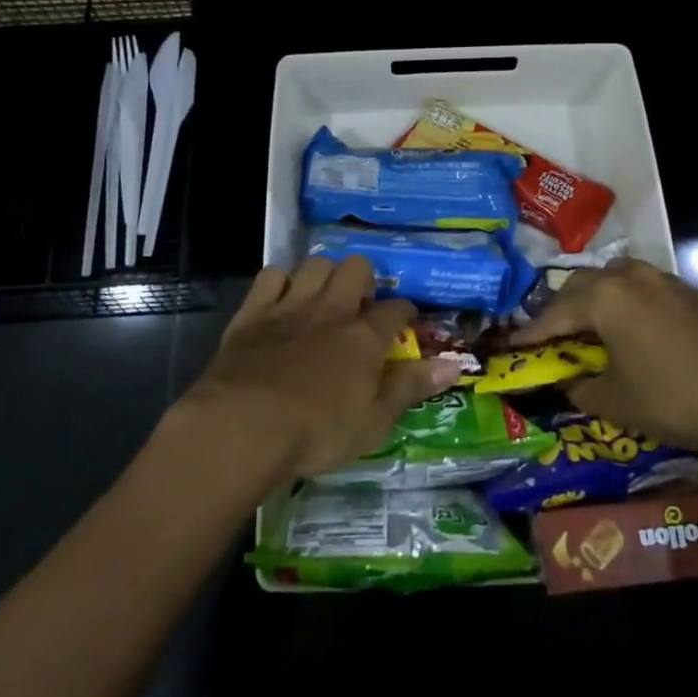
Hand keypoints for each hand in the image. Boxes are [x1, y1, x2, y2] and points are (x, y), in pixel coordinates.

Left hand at [183, 255, 460, 480]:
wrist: (242, 426)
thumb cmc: (316, 432)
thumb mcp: (374, 422)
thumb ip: (411, 388)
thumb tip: (455, 365)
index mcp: (364, 337)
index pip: (396, 310)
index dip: (405, 313)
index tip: (405, 323)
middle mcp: (331, 310)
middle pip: (357, 268)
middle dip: (364, 279)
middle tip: (360, 307)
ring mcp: (290, 306)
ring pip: (315, 264)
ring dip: (323, 275)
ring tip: (323, 298)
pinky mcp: (253, 312)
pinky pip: (271, 276)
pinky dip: (280, 283)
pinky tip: (281, 301)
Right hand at [510, 257, 697, 455]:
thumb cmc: (671, 399)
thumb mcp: (614, 402)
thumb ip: (580, 387)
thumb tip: (566, 382)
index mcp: (603, 298)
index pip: (554, 313)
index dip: (531, 332)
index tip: (511, 345)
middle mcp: (628, 278)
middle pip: (582, 285)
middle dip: (562, 308)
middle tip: (551, 335)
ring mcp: (662, 280)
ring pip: (615, 276)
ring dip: (596, 296)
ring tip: (591, 324)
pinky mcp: (689, 293)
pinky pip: (643, 286)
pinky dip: (626, 300)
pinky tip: (633, 326)